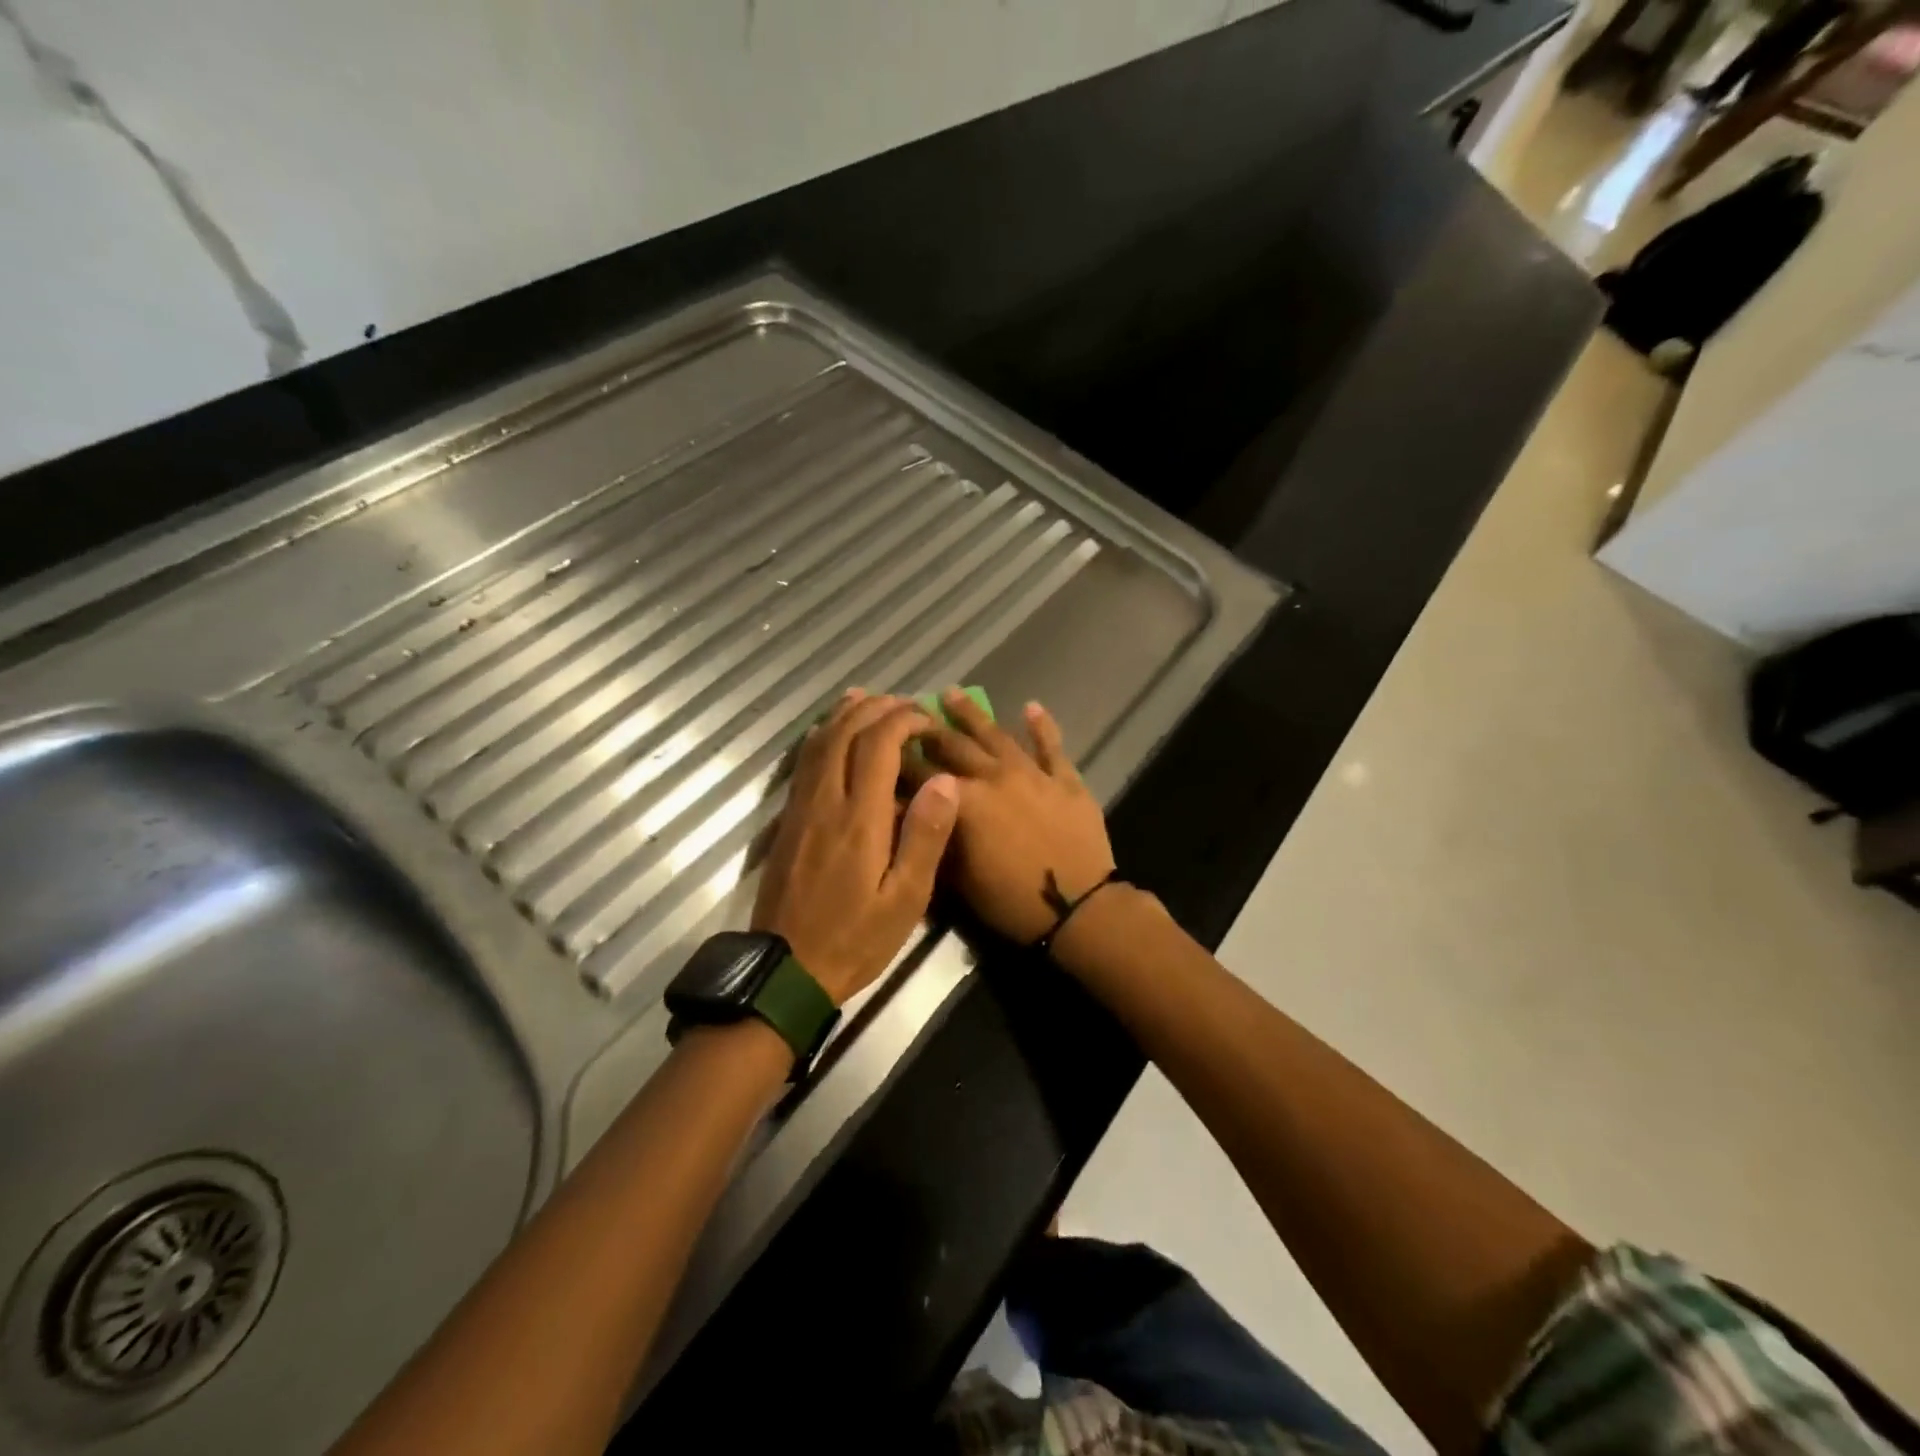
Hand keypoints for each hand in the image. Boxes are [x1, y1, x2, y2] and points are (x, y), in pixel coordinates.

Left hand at [752, 690, 958, 1004]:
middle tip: (906, 704)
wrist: (787, 970)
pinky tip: (828, 732)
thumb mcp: (905, 899)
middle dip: (877, 709)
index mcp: (860, 818)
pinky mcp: (787, 820)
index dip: (904, 721)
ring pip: (819, 742)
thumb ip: (924, 836)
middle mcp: (826, 801)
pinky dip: (819, 736)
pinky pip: (803, 763)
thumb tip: (944, 780)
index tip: (928, 721)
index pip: (878, 744)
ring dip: (845, 714)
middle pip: (846, 733)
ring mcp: (801, 808)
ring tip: (868, 698)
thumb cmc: (855, 938)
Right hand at [904, 690, 1114, 944]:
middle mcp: (993, 776)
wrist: (1078, 907)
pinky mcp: (1065, 780)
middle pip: (954, 745)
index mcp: (963, 800)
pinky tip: (1031, 706)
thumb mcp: (957, 879)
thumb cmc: (1010, 900)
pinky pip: (1051, 746)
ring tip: (951, 692)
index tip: (880, 743)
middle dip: (927, 728)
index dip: (897, 758)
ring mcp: (1031, 774)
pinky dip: (1041, 725)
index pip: (920, 773)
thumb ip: (933, 838)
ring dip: (972, 713)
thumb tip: (910, 814)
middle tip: (908, 711)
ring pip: (997, 735)